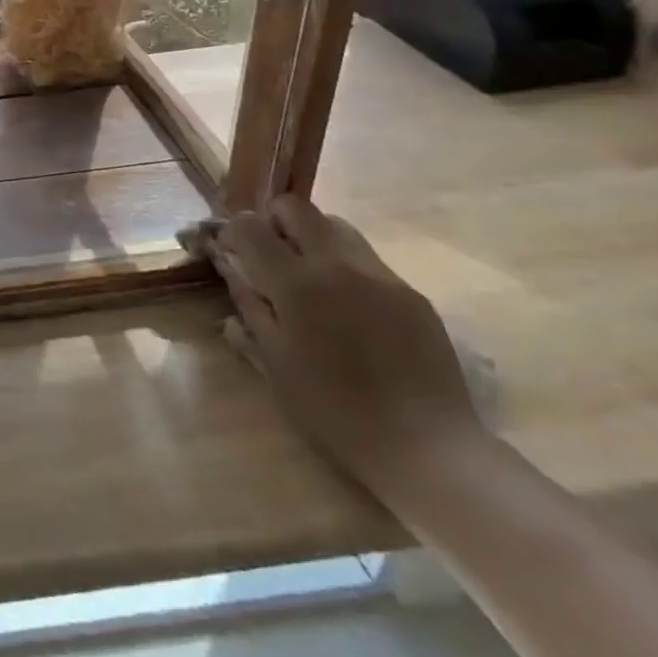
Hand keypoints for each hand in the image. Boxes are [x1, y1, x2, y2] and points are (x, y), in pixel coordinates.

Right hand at [181, 196, 485, 493]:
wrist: (427, 449)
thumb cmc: (334, 410)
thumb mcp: (274, 361)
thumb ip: (248, 305)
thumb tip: (230, 270)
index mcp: (296, 282)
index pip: (250, 225)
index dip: (234, 232)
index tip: (232, 253)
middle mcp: (337, 264)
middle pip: (295, 207)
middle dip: (273, 221)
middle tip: (269, 255)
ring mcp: (380, 275)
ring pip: (335, 225)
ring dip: (311, 237)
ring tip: (309, 277)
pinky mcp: (411, 293)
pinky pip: (367, 259)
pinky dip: (345, 266)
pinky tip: (349, 308)